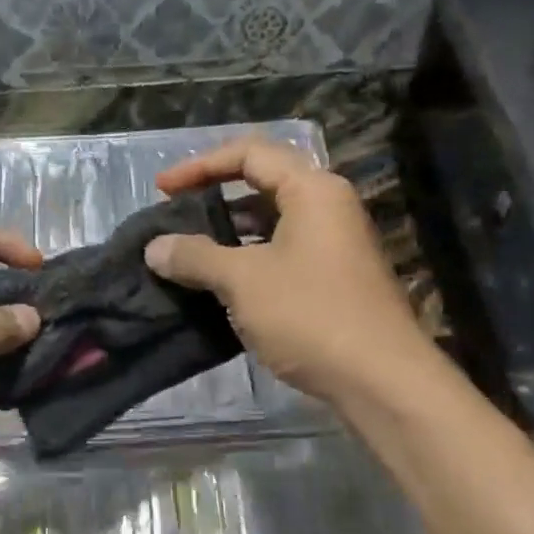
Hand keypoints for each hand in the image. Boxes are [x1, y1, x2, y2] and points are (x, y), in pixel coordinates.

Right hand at [145, 137, 431, 404]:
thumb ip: (195, 257)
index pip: (249, 154)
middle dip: (214, 199)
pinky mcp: (334, 281)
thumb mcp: (243, 281)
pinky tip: (221, 287)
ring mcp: (335, 246)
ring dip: (229, 235)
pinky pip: (283, 256)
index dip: (199, 166)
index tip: (161, 191)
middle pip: (262, 185)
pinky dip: (249, 262)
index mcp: (312, 190)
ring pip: (272, 225)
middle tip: (174, 219)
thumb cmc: (310, 316)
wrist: (379, 379)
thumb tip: (154, 248)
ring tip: (189, 254)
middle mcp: (329, 208)